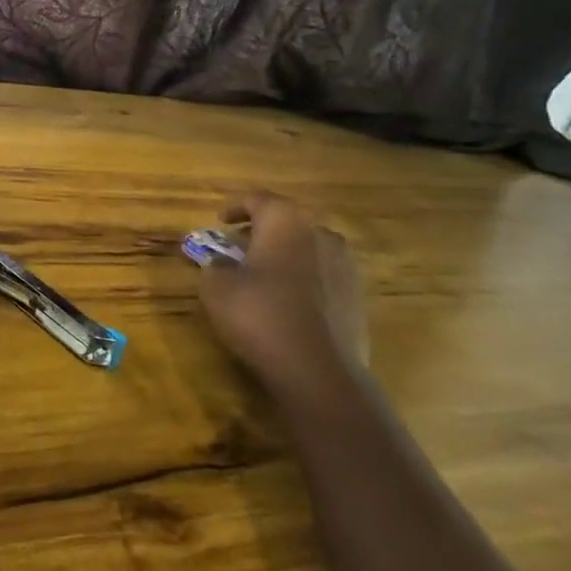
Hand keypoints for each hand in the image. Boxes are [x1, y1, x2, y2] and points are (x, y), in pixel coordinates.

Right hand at [197, 192, 366, 389]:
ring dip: (285, 254)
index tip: (220, 219)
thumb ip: (214, 266)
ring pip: (308, 248)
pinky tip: (288, 301)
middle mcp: (320, 233)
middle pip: (286, 221)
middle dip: (261, 230)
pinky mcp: (357, 297)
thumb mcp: (216, 288)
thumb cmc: (260, 315)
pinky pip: (322, 275)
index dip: (235, 206)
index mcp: (286, 221)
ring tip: (263, 274)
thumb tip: (221, 263)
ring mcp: (345, 265)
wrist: (318, 371)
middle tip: (238, 246)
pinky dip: (303, 279)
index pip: (258, 199)